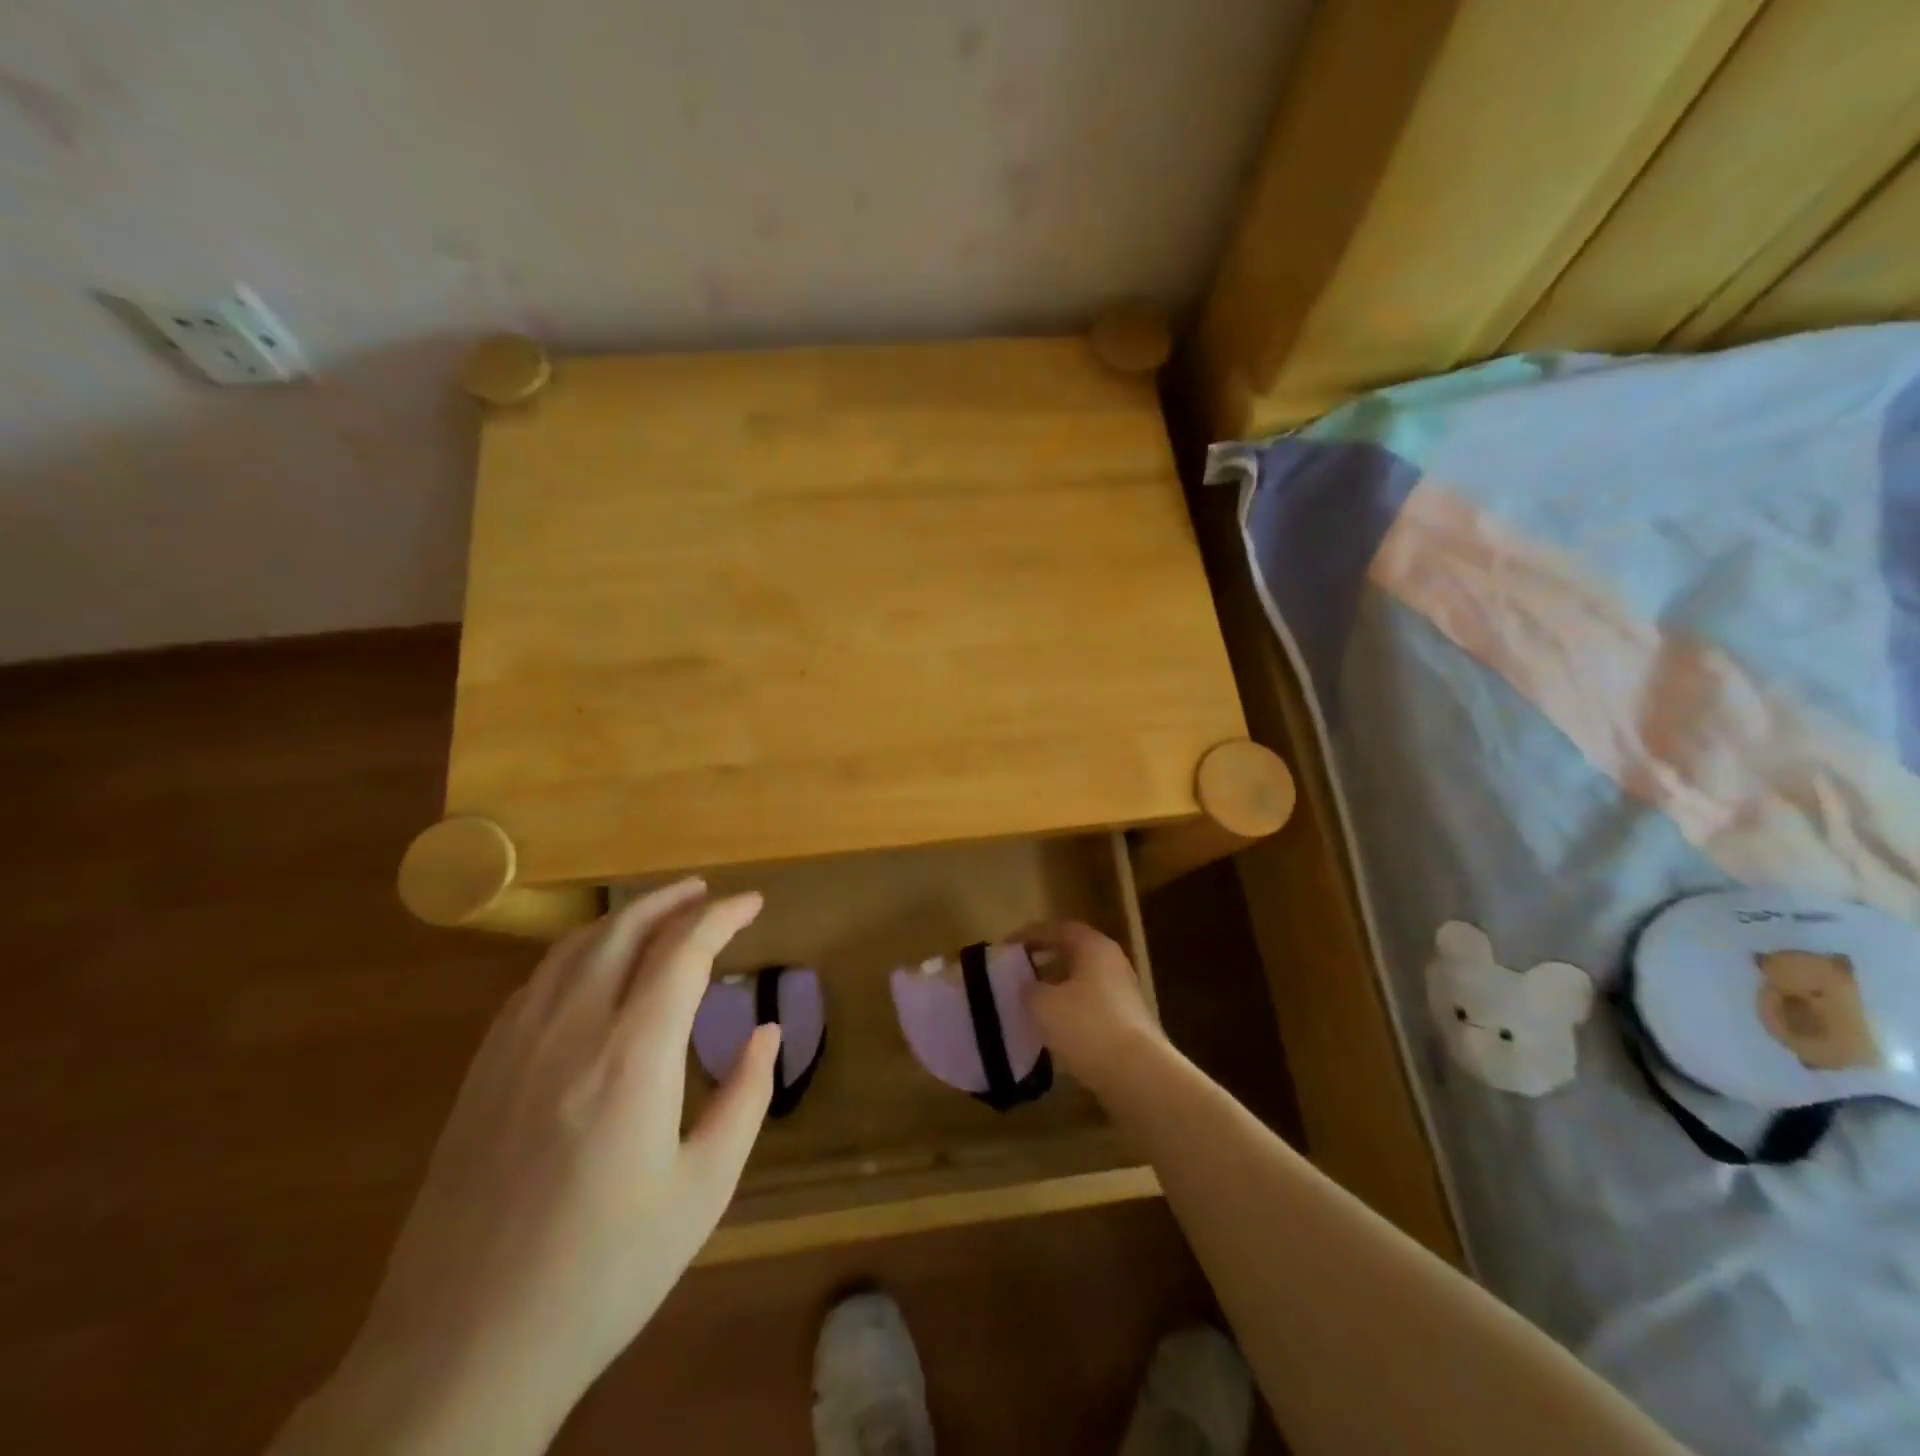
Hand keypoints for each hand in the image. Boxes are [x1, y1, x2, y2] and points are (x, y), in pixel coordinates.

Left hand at [273, 879, 777, 1455]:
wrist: (462, 1352)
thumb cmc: (604, 1272)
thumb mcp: (703, 1191)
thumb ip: (745, 1098)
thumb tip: (767, 1032)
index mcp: (633, 1055)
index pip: (684, 950)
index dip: (723, 916)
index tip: (753, 903)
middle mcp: (571, 1030)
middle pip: (623, 929)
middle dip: (672, 899)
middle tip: (708, 893)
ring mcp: (515, 1048)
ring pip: (573, 949)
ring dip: (622, 918)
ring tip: (658, 914)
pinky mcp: (480, 1074)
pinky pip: (535, 984)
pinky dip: (577, 954)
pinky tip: (591, 970)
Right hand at [1021, 921, 1164, 1098]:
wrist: (1137, 1074)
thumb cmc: (1086, 1026)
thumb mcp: (1043, 1004)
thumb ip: (1029, 988)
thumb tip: (1029, 986)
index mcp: (1094, 946)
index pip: (1058, 929)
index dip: (1030, 935)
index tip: (1006, 948)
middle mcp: (1113, 962)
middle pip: (1073, 953)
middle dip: (1044, 961)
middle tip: (1018, 973)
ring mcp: (1124, 993)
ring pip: (1083, 981)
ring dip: (1057, 988)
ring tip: (1031, 1003)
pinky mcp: (1128, 1022)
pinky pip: (1091, 1006)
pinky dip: (1070, 1011)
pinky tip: (1054, 1029)